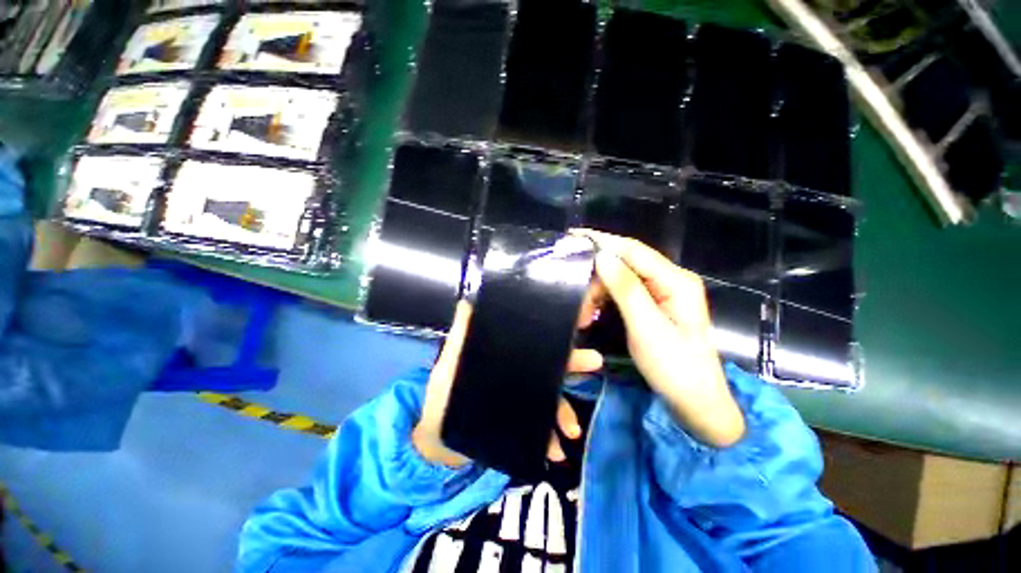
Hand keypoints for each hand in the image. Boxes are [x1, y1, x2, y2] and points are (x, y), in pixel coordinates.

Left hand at [413, 301, 603, 467]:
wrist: (438, 438)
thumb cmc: (444, 394)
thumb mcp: (450, 364)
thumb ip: (460, 336)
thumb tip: (467, 303)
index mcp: (507, 355)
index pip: (534, 339)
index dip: (554, 331)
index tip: (578, 321)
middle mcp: (519, 372)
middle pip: (550, 364)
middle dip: (573, 363)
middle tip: (593, 363)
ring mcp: (523, 399)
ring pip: (551, 399)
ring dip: (564, 412)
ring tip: (571, 429)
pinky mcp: (522, 422)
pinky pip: (542, 429)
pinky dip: (551, 439)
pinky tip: (554, 452)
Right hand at [576, 230, 745, 446]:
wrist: (695, 402)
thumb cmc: (675, 367)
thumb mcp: (646, 328)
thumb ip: (626, 290)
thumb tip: (602, 256)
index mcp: (676, 280)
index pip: (633, 250)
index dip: (603, 240)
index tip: (573, 237)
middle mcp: (670, 279)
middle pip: (625, 264)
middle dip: (597, 280)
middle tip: (578, 305)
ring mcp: (662, 292)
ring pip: (620, 278)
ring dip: (598, 292)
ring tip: (583, 316)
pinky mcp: (653, 304)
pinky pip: (623, 292)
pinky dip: (604, 300)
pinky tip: (593, 313)